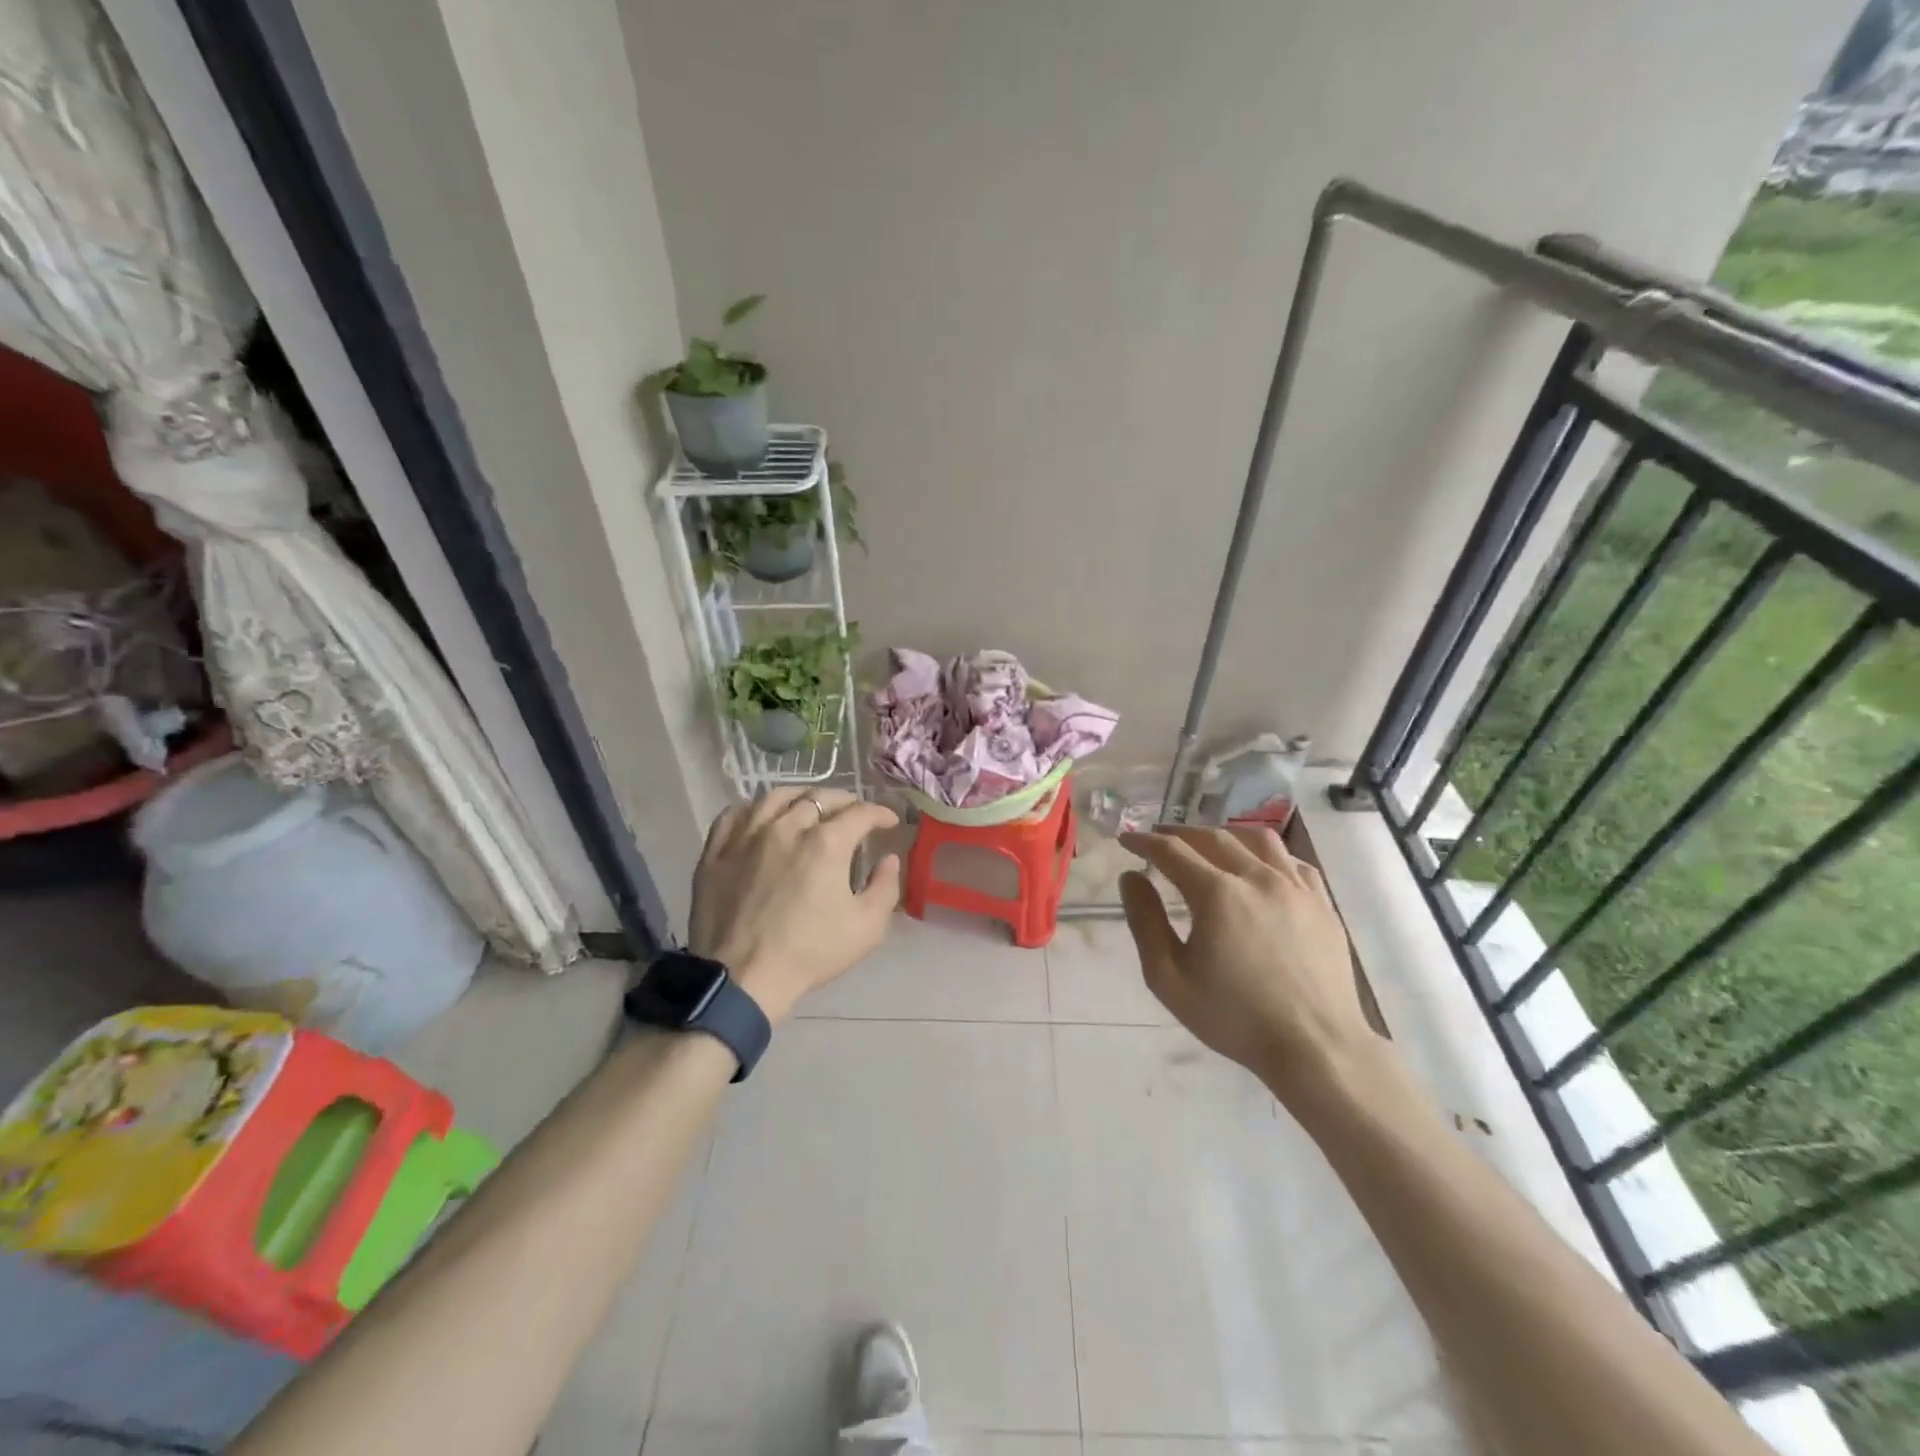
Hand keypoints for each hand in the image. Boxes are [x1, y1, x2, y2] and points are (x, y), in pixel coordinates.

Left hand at [689, 787, 901, 1022]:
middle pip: (820, 797)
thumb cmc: (809, 953)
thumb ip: (885, 887)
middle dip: (845, 801)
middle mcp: (787, 826)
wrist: (742, 978)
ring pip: (776, 796)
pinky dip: (756, 808)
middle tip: (854, 813)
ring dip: (801, 796)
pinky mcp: (717, 850)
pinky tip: (762, 817)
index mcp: (826, 843)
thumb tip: (889, 859)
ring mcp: (747, 835)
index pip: (861, 813)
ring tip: (810, 806)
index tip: (889, 822)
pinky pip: (736, 813)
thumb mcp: (867, 928)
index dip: (880, 813)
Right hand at [1118, 826, 1382, 1107]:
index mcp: (1216, 893)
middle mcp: (1256, 877)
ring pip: (1257, 838)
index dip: (1144, 842)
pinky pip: (1293, 861)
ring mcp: (1295, 887)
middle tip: (1160, 839)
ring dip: (1225, 834)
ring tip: (1209, 843)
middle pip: (1213, 837)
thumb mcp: (1169, 978)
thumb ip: (1145, 922)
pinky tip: (1260, 866)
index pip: (1172, 851)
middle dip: (1180, 833)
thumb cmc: (1234, 1017)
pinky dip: (1268, 853)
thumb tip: (1130, 878)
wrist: (1316, 1047)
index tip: (1127, 839)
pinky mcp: (1322, 903)